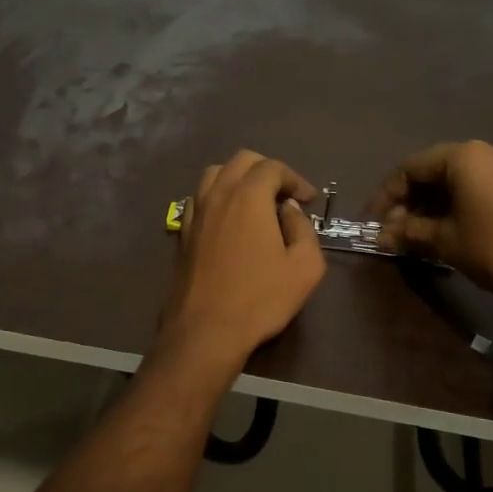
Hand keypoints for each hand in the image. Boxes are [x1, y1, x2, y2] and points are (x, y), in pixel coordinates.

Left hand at [162, 151, 325, 360]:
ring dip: (238, 179)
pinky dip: (217, 197)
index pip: (272, 167)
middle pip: (241, 161)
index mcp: (248, 196)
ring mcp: (195, 213)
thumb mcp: (305, 267)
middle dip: (267, 170)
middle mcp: (218, 195)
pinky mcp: (182, 233)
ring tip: (256, 203)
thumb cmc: (260, 299)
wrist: (206, 330)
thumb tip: (289, 210)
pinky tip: (228, 220)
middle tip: (285, 196)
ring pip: (214, 175)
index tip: (309, 200)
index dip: (295, 179)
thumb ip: (303, 229)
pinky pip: (199, 198)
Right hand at [366, 141, 492, 337]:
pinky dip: (457, 204)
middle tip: (393, 232)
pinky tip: (449, 230)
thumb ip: (408, 232)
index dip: (385, 196)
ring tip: (417, 235)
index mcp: (463, 156)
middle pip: (433, 170)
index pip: (409, 168)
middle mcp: (487, 151)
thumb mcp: (445, 242)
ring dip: (432, 204)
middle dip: (408, 201)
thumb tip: (380, 234)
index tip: (372, 223)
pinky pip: (479, 186)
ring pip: (457, 180)